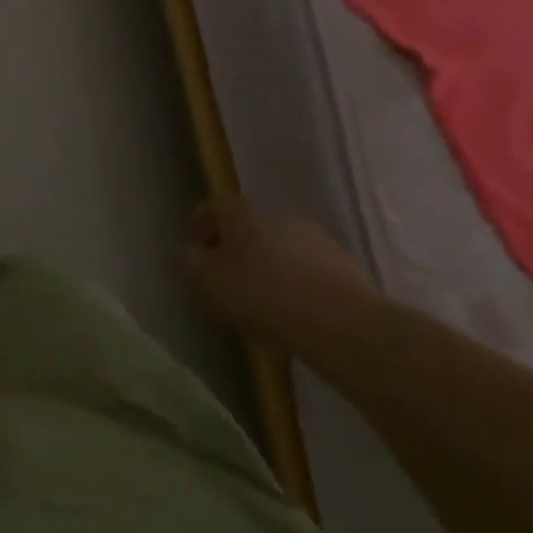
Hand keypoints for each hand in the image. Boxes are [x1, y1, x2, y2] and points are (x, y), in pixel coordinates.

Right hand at [183, 199, 373, 341]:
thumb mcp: (209, 280)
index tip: (196, 256)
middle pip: (249, 228)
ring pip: (281, 249)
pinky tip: (295, 314)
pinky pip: (309, 272)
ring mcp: (316, 239)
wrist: (342, 324)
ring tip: (264, 304)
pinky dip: (298, 285)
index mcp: (242, 212)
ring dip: (270, 267)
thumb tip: (186, 251)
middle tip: (228, 281)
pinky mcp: (346, 268)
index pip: (212, 208)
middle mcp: (278, 215)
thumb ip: (191, 262)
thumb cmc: (262, 294)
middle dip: (237, 250)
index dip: (200, 228)